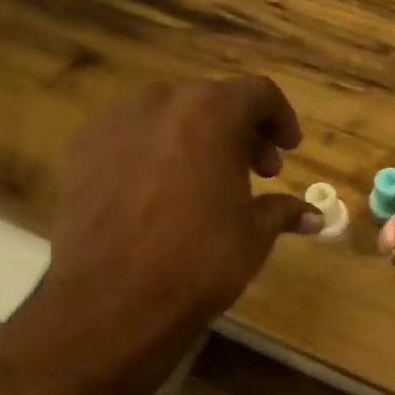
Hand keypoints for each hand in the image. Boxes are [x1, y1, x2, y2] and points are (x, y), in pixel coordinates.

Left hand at [40, 77, 317, 346]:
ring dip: (193, 138)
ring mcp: (113, 122)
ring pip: (166, 115)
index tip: (288, 150)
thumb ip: (283, 211)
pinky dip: (150, 152)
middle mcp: (160, 102)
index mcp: (211, 113)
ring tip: (203, 181)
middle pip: (210, 101)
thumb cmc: (199, 261)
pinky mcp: (80, 149)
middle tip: (254, 170)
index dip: (280, 119)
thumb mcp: (253, 236)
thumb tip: (314, 216)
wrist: (113, 299)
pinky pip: (128, 137)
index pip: (258, 94)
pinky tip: (155, 193)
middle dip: (238, 131)